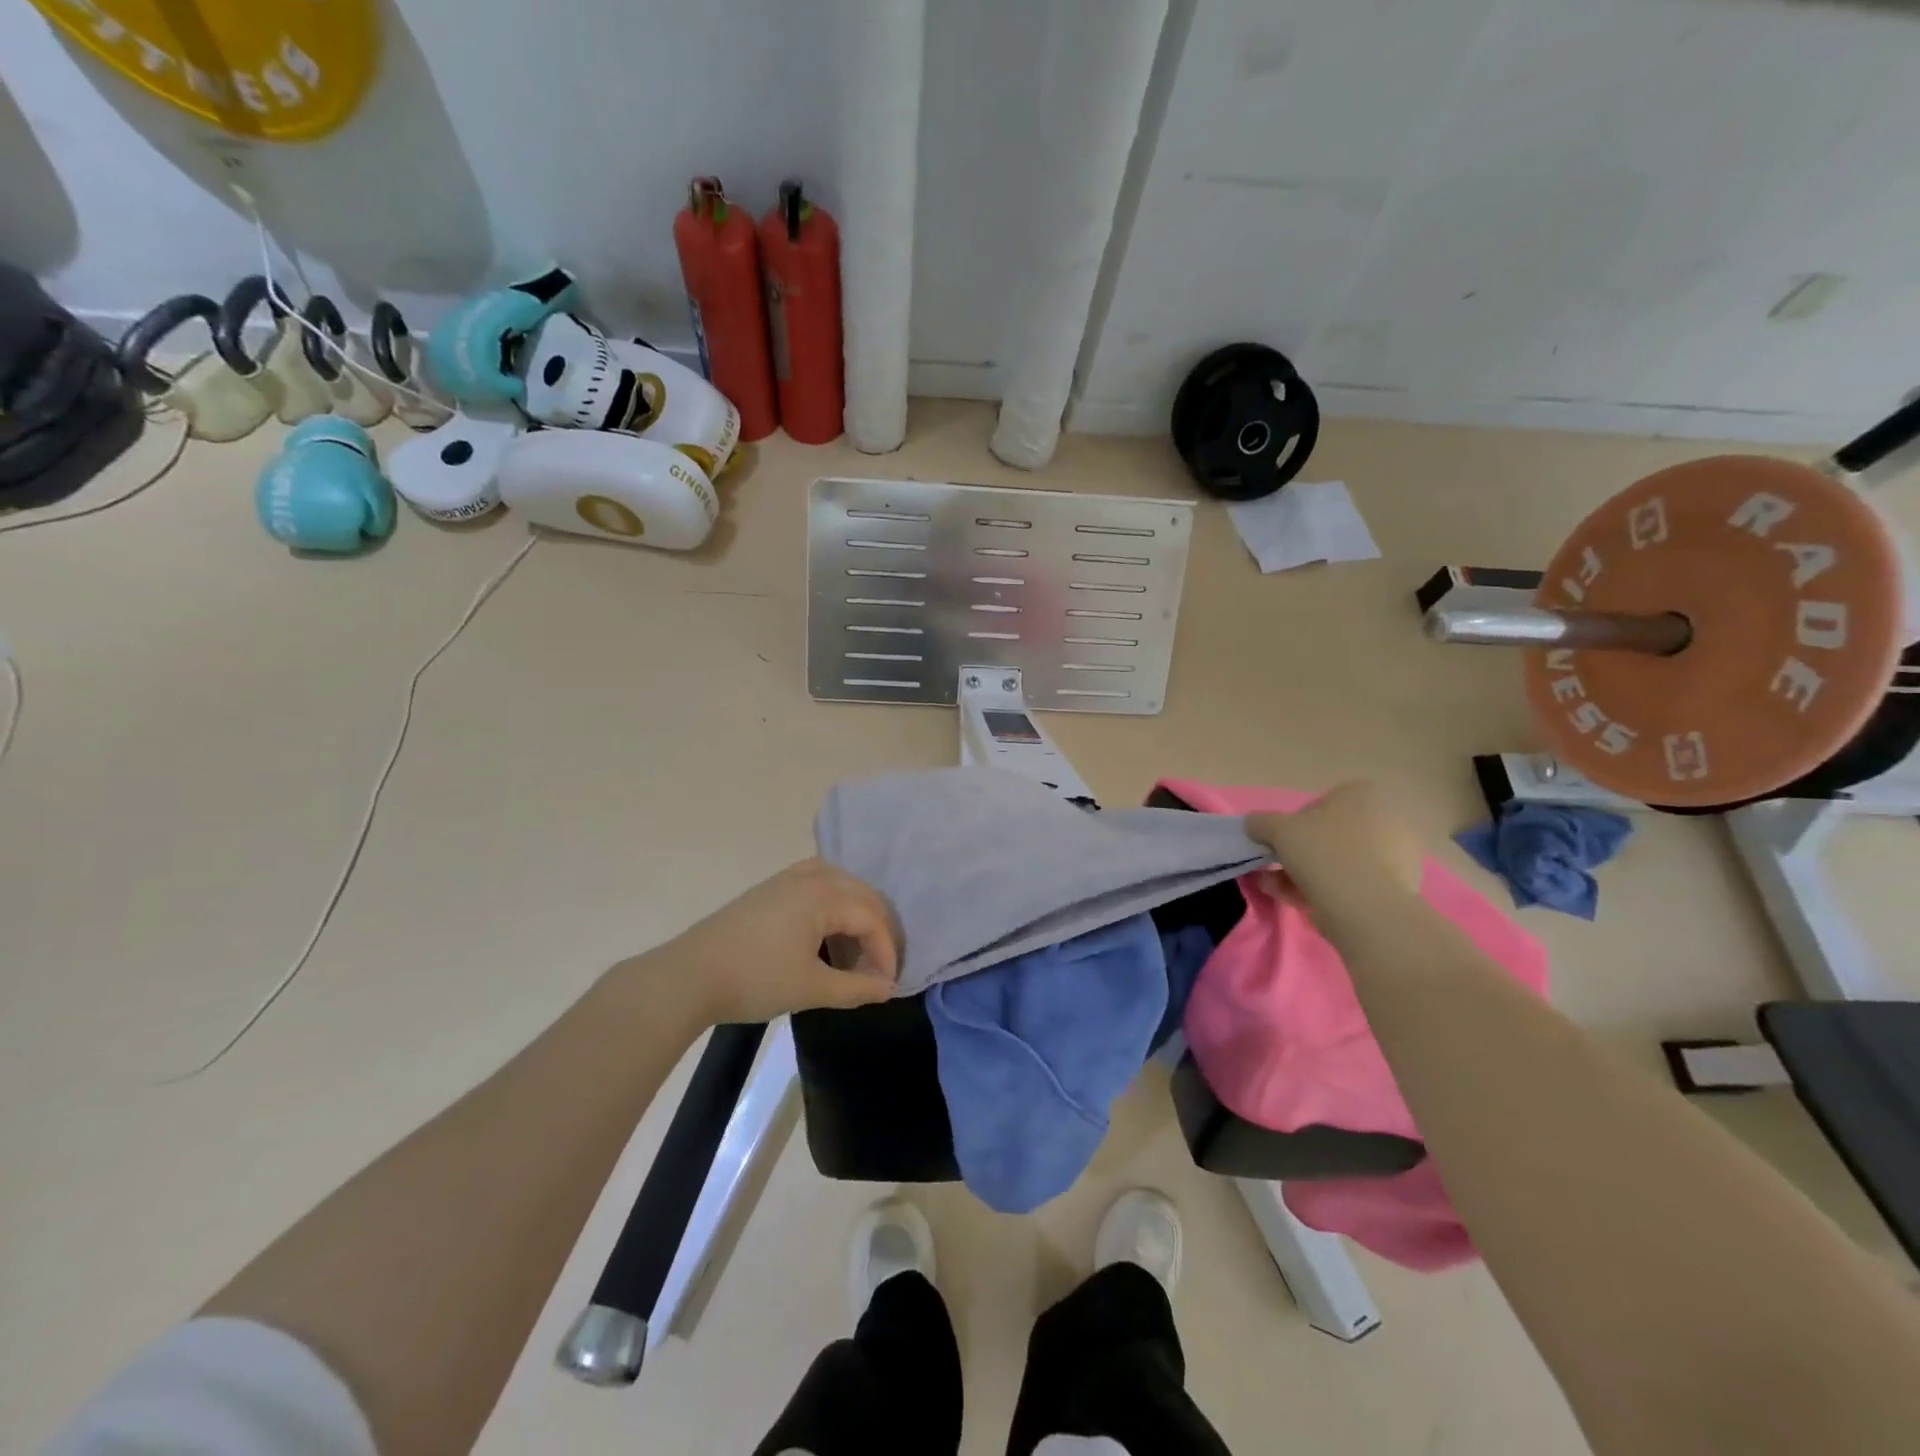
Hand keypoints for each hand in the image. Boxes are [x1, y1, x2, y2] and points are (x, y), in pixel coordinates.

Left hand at [646, 859, 899, 1024]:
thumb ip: (856, 988)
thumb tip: (888, 987)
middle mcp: (810, 877)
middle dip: (878, 927)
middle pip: (861, 893)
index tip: (886, 983)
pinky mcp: (769, 888)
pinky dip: (834, 900)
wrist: (689, 976)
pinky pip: (817, 881)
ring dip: (857, 910)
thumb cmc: (755, 979)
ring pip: (840, 882)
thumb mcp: (811, 988)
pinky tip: (826, 925)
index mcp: (823, 896)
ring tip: (857, 943)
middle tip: (879, 964)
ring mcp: (786, 879)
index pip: (872, 917)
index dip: (886, 950)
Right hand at [1245, 782, 1424, 922]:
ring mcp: (1396, 855)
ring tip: (1277, 889)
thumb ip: (1260, 822)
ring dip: (1304, 875)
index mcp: (1362, 795)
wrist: (1367, 908)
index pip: (1318, 805)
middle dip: (1299, 854)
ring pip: (1338, 862)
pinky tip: (1298, 902)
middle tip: (1275, 869)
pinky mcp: (1398, 887)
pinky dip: (1326, 890)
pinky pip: (1352, 883)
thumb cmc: (1323, 854)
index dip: (1292, 824)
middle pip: (1328, 836)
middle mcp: (1385, 819)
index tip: (1279, 843)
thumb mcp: (1277, 830)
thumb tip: (1254, 825)